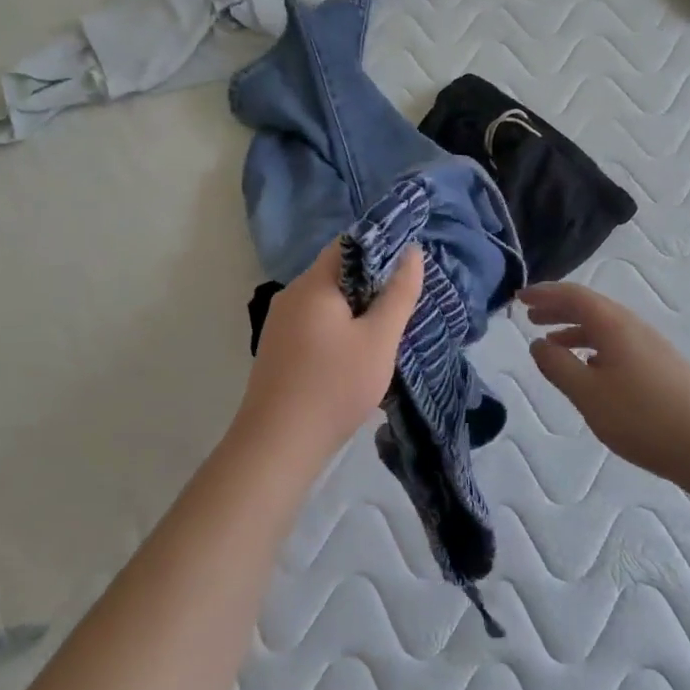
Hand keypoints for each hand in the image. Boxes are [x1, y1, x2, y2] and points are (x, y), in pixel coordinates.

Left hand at [234, 239, 423, 470]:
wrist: (278, 443)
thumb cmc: (335, 386)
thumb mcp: (379, 339)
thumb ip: (398, 294)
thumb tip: (412, 252)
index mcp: (312, 284)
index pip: (347, 245)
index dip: (380, 249)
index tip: (408, 269)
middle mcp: (290, 296)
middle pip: (336, 274)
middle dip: (371, 285)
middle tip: (404, 303)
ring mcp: (279, 324)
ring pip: (325, 303)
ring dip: (355, 311)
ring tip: (386, 331)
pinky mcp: (277, 350)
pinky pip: (313, 325)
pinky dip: (337, 330)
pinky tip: (355, 355)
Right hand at [521, 282, 689, 482]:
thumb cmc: (643, 418)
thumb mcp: (588, 394)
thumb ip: (558, 366)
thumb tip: (538, 344)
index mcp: (614, 325)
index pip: (574, 295)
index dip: (544, 293)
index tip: (519, 298)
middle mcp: (634, 327)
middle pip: (591, 307)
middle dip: (557, 309)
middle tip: (529, 317)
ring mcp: (652, 347)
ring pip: (605, 327)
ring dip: (575, 330)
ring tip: (551, 344)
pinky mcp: (662, 367)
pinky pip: (618, 344)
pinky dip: (594, 347)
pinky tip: (589, 369)